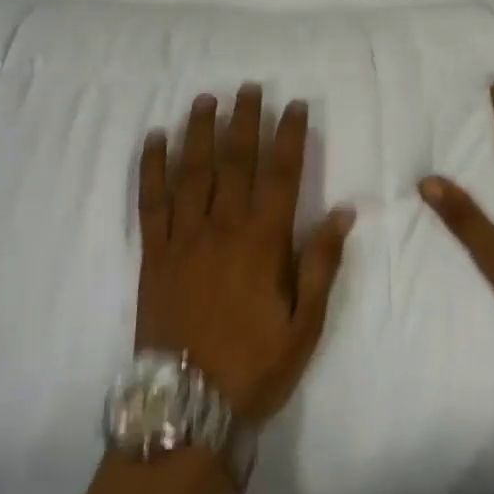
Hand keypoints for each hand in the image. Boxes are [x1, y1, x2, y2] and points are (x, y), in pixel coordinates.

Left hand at [136, 85, 354, 422]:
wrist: (188, 406)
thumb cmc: (254, 366)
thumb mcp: (305, 324)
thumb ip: (321, 264)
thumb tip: (343, 212)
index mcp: (263, 243)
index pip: (281, 175)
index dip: (289, 136)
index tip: (295, 106)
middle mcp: (222, 228)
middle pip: (235, 162)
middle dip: (244, 121)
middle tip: (249, 87)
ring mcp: (183, 237)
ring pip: (192, 172)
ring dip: (199, 131)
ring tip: (206, 99)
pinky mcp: (153, 252)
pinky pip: (150, 201)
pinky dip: (151, 167)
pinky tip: (154, 140)